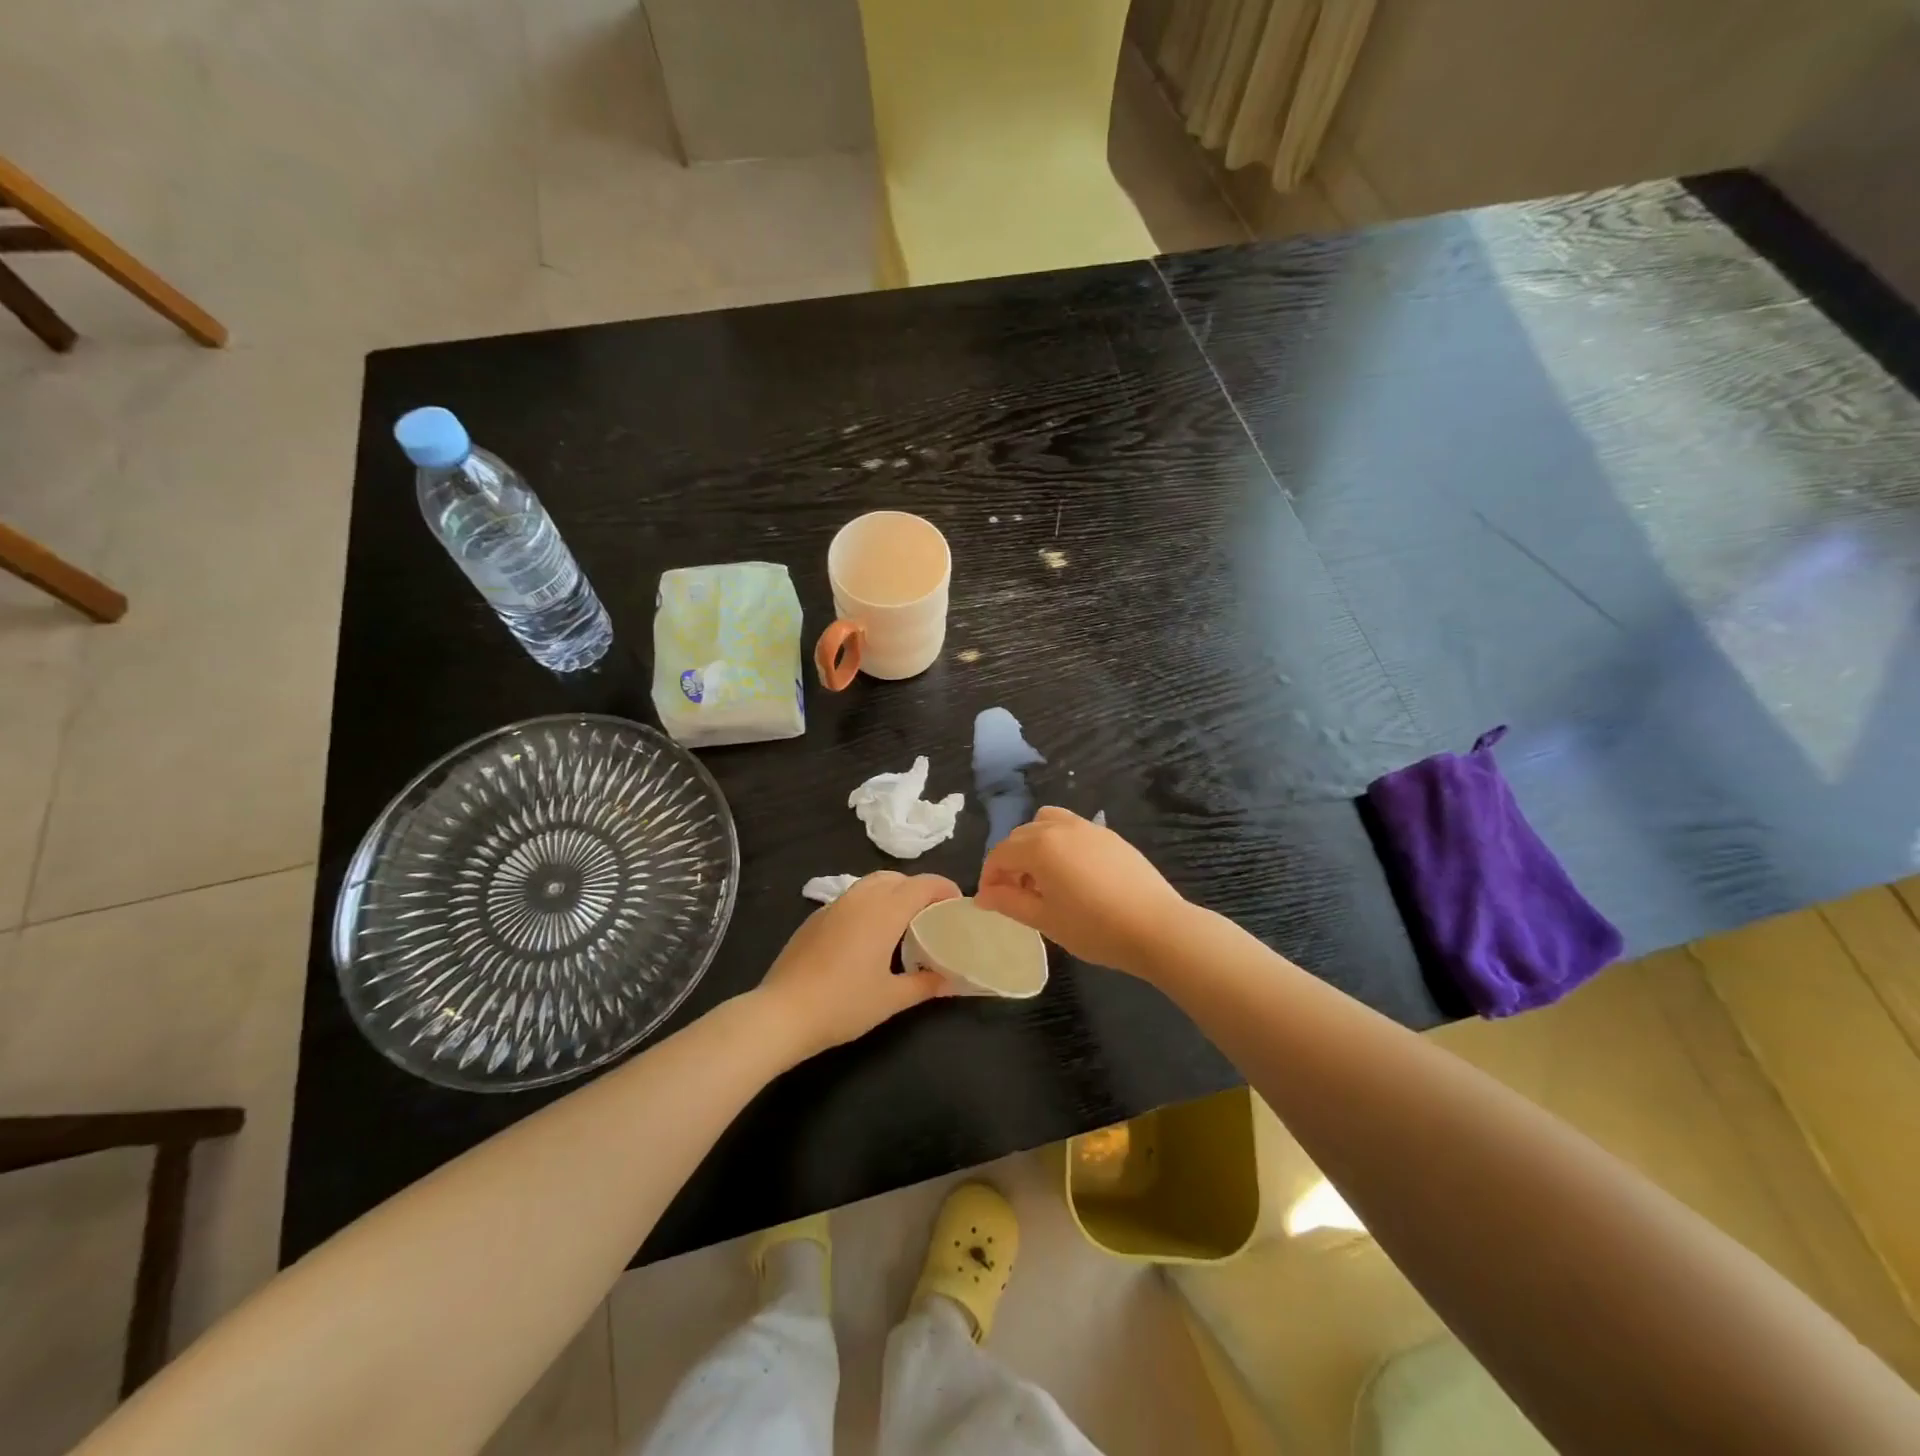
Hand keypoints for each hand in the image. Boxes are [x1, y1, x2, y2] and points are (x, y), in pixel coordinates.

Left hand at [755, 871, 959, 1058]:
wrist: (782, 1013)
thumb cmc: (843, 1004)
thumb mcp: (891, 999)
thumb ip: (925, 984)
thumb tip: (949, 980)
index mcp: (884, 911)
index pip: (923, 884)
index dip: (944, 888)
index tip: (957, 905)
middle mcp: (861, 898)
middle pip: (897, 878)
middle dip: (919, 889)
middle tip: (932, 916)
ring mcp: (834, 905)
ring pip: (871, 883)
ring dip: (893, 893)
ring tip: (902, 924)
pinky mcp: (816, 918)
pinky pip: (852, 898)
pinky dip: (870, 905)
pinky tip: (868, 937)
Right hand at [976, 807, 1190, 976]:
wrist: (1156, 927)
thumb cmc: (1094, 928)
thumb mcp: (1045, 920)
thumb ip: (1009, 902)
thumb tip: (983, 895)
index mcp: (1039, 846)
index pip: (1000, 854)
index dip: (989, 877)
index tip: (991, 901)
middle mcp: (1060, 828)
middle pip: (1021, 835)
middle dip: (1011, 862)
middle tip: (1016, 895)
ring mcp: (1089, 828)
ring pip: (1047, 823)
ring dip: (1035, 845)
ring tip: (1044, 879)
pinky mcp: (1111, 836)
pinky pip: (1073, 830)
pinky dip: (1060, 844)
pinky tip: (1074, 876)